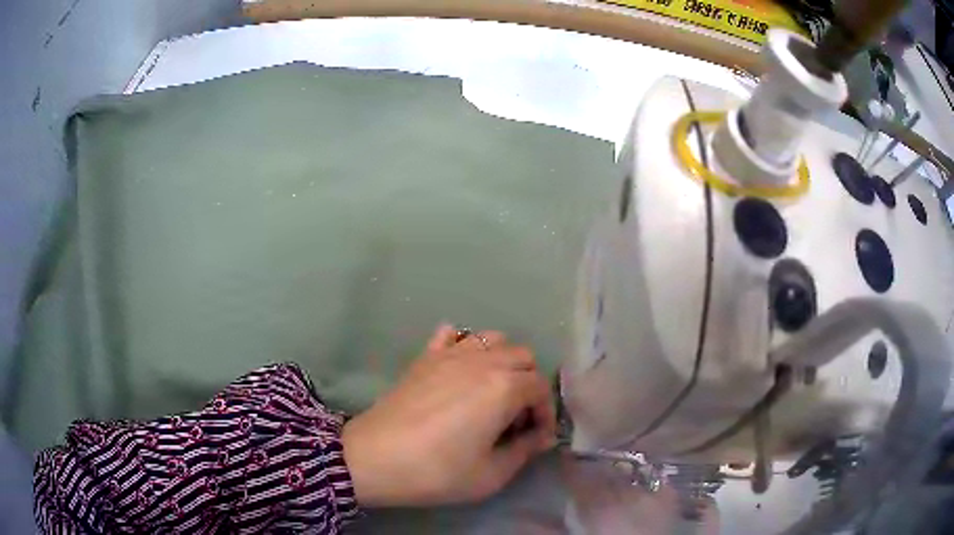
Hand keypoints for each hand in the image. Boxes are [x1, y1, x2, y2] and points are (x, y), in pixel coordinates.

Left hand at [341, 324, 556, 506]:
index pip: (541, 388)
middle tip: (515, 418)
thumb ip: (524, 450)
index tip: (535, 438)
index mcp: (504, 387)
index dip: (545, 414)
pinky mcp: (425, 357)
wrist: (374, 459)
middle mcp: (482, 361)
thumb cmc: (437, 471)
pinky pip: (453, 335)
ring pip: (493, 339)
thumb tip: (540, 436)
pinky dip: (464, 345)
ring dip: (503, 362)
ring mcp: (450, 354)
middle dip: (529, 385)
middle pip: (523, 357)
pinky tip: (460, 370)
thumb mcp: (491, 474)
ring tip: (493, 393)